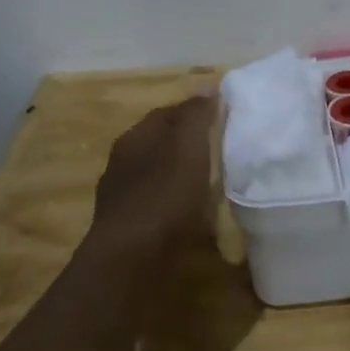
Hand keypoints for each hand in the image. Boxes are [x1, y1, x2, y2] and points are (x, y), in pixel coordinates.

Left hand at [89, 96, 217, 255]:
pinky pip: (160, 207)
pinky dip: (178, 206)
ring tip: (216, 184)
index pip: (168, 113)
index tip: (225, 118)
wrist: (130, 264)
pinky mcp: (130, 231)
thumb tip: (208, 86)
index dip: (196, 112)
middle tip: (225, 150)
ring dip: (183, 178)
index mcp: (134, 138)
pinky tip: (196, 216)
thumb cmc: (162, 197)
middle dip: (190, 145)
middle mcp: (123, 164)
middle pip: (162, 145)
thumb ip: (197, 116)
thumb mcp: (187, 147)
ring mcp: (124, 199)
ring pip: (160, 177)